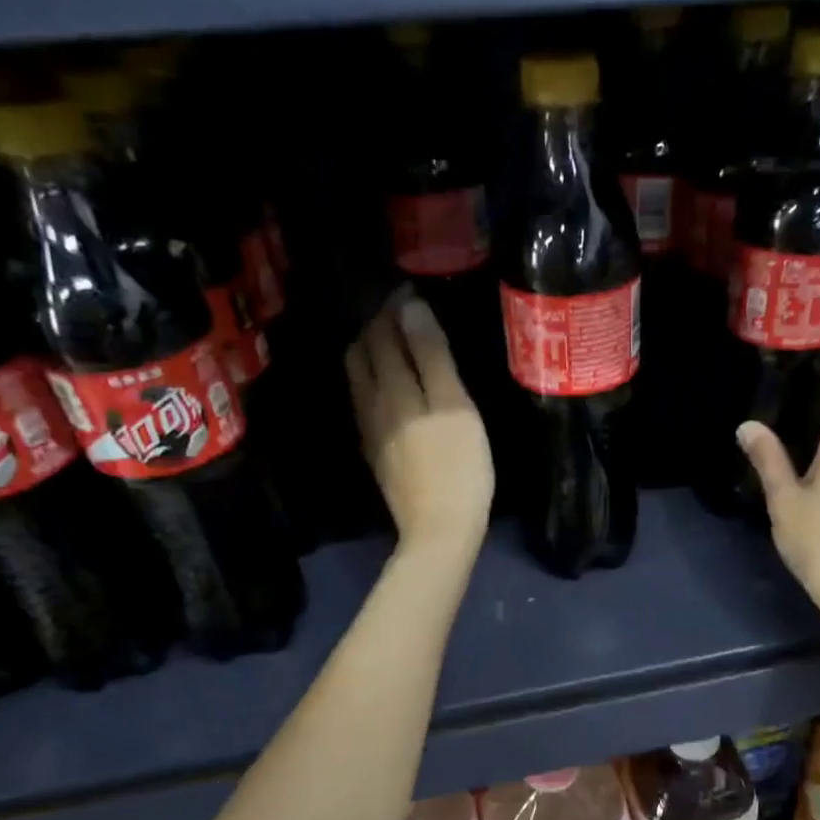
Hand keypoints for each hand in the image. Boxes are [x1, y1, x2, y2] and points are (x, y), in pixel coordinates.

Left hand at [345, 293, 493, 561]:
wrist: (440, 528)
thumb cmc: (459, 466)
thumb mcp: (455, 405)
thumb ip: (432, 356)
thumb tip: (411, 307)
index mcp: (392, 387)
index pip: (383, 334)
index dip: (394, 309)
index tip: (411, 291)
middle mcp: (372, 404)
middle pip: (362, 354)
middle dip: (376, 327)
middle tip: (402, 314)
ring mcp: (371, 432)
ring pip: (359, 380)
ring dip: (371, 354)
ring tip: (394, 345)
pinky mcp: (378, 454)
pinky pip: (366, 404)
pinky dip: (374, 382)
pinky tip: (392, 389)